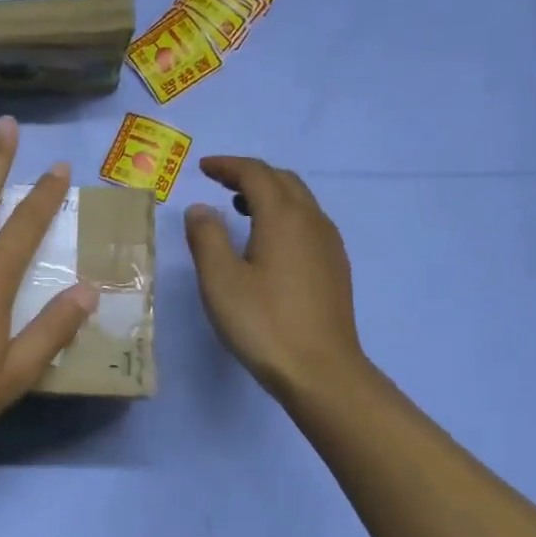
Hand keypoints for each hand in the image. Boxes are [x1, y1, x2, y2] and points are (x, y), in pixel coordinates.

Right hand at [184, 156, 366, 404]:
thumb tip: (200, 209)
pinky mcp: (334, 268)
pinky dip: (284, 216)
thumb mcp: (220, 280)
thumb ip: (206, 237)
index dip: (228, 166)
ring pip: (300, 201)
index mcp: (283, 217)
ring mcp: (329, 245)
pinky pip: (308, 223)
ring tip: (239, 208)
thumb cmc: (263, 322)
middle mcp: (312, 221)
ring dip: (269, 194)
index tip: (203, 168)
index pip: (256, 174)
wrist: (320, 371)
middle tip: (219, 183)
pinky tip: (267, 242)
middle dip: (250, 175)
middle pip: (283, 181)